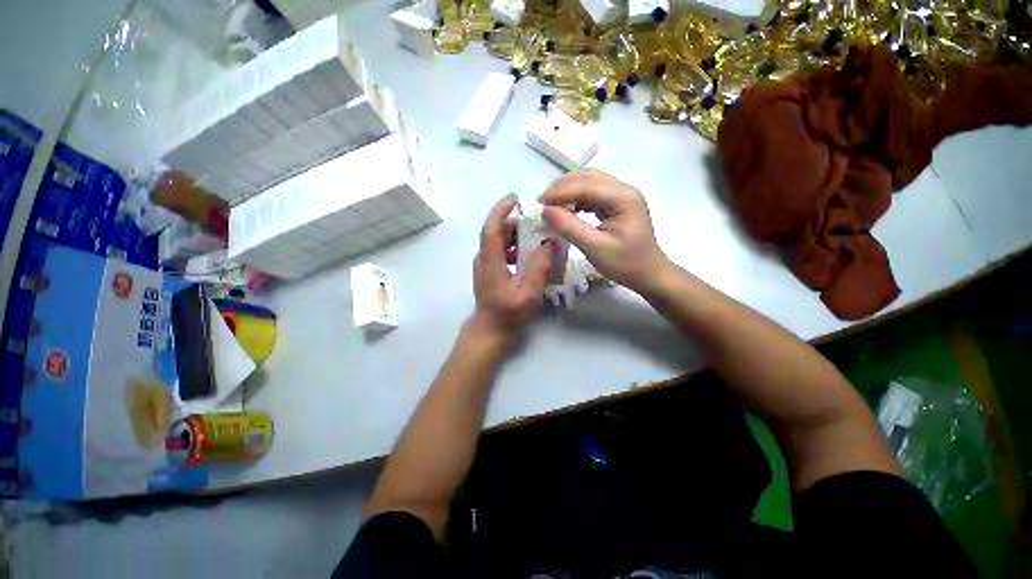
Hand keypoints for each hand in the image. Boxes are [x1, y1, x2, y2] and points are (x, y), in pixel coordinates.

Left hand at [471, 195, 554, 336]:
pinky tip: (529, 254)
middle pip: (496, 232)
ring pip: (498, 241)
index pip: (491, 228)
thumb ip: (540, 268)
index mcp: (490, 261)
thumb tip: (551, 244)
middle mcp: (484, 259)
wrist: (490, 329)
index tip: (515, 198)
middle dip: (515, 222)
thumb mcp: (528, 293)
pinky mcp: (489, 271)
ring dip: (515, 235)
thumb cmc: (508, 313)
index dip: (500, 210)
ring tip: (536, 236)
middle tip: (536, 221)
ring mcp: (485, 265)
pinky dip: (514, 246)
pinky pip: (501, 251)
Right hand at [540, 170, 668, 291]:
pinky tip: (567, 210)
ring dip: (567, 192)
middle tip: (542, 205)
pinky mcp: (617, 203)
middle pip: (587, 178)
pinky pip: (592, 194)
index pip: (585, 185)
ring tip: (551, 207)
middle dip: (561, 189)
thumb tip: (545, 211)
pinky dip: (576, 199)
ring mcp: (621, 195)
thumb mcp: (595, 248)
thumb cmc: (625, 264)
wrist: (648, 274)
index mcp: (623, 197)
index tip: (538, 205)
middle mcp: (623, 189)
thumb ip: (570, 228)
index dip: (559, 192)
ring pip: (588, 183)